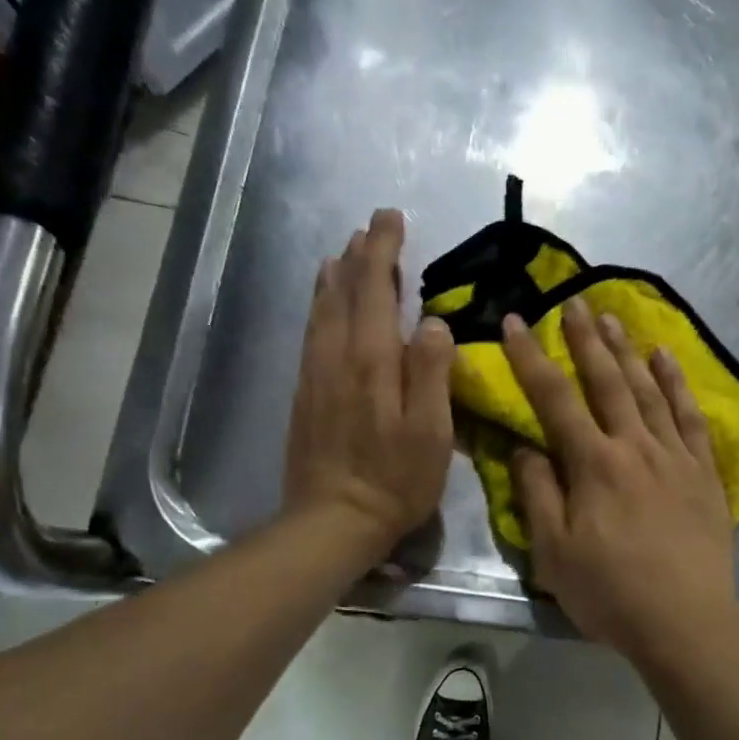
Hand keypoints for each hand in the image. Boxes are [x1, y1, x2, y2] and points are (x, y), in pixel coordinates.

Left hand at [283, 209, 455, 556]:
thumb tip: (433, 321)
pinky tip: (323, 303)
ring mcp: (315, 375)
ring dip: (336, 276)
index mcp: (372, 362)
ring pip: (322, 310)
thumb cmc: (394, 481)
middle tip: (373, 225)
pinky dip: (318, 306)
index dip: (383, 251)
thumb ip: (430, 373)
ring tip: (344, 251)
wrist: (330, 521)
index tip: (390, 218)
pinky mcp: (304, 394)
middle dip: (361, 254)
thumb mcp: (430, 433)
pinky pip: (311, 334)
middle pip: (346, 292)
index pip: (376, 291)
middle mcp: (337, 357)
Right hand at [504, 297, 738, 664]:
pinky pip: (689, 416)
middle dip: (585, 338)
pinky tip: (667, 358)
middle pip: (606, 381)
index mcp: (592, 464)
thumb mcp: (553, 553)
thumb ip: (537, 493)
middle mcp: (634, 446)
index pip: (554, 398)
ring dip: (628, 350)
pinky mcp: (704, 472)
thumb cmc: (610, 593)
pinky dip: (677, 383)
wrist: (686, 622)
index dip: (531, 357)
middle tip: (573, 301)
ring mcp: (674, 455)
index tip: (514, 322)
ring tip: (613, 316)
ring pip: (648, 390)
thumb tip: (524, 445)